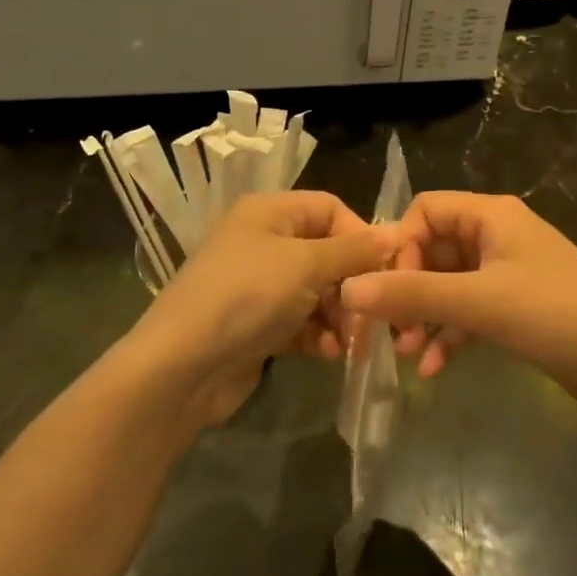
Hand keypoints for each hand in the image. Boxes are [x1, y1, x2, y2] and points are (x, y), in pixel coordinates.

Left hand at [135, 192, 397, 427]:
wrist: (182, 366)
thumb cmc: (246, 297)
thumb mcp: (305, 265)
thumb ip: (353, 250)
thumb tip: (394, 233)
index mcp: (270, 212)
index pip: (330, 208)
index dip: (360, 235)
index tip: (385, 269)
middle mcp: (264, 241)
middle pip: (327, 253)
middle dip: (353, 284)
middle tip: (373, 316)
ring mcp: (259, 285)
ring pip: (318, 292)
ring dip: (340, 315)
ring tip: (351, 342)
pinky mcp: (258, 324)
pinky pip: (302, 321)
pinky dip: (319, 335)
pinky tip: (329, 354)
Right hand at [340, 192, 576, 413]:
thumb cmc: (556, 315)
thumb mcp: (479, 302)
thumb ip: (412, 294)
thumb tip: (348, 288)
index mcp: (491, 216)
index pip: (425, 211)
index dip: (400, 246)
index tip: (387, 288)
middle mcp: (496, 236)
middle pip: (432, 251)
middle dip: (407, 290)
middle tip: (388, 330)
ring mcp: (506, 273)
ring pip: (447, 286)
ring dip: (423, 317)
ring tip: (406, 354)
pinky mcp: (515, 308)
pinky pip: (467, 313)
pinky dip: (448, 335)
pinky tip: (431, 369)